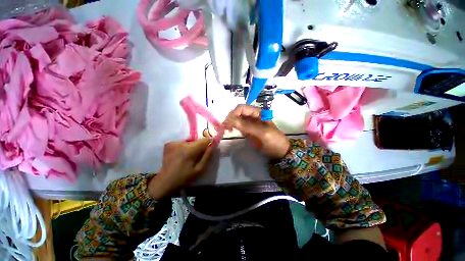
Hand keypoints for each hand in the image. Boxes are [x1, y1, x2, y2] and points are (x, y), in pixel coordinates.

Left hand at [148, 138, 212, 199]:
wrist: (165, 181)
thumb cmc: (184, 177)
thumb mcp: (199, 169)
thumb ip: (207, 155)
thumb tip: (213, 144)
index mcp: (189, 150)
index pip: (204, 140)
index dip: (208, 143)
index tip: (209, 149)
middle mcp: (181, 143)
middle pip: (197, 140)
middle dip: (200, 146)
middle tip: (197, 156)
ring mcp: (173, 142)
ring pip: (190, 141)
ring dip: (192, 147)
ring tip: (188, 157)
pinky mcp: (169, 144)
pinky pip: (182, 143)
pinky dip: (184, 147)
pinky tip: (181, 155)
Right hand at [222, 105, 289, 158]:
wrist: (279, 152)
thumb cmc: (274, 141)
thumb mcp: (263, 133)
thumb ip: (248, 126)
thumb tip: (231, 120)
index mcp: (257, 112)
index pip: (241, 108)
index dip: (233, 114)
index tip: (227, 124)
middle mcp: (252, 115)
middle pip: (237, 113)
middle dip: (229, 118)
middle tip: (224, 128)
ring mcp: (249, 123)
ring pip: (236, 119)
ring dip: (229, 122)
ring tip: (225, 130)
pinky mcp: (247, 130)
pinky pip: (237, 125)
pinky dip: (232, 127)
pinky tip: (229, 131)